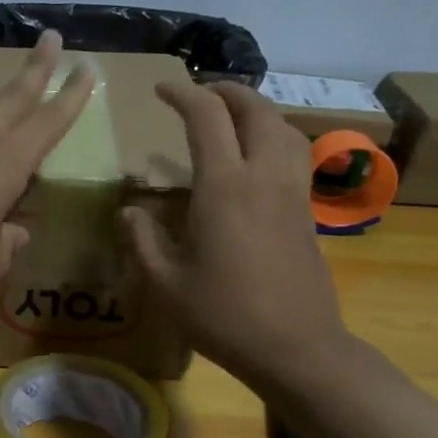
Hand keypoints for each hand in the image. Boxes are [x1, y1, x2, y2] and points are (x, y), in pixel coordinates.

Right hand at [121, 81, 348, 390]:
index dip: (183, 94)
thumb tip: (130, 211)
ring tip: (232, 118)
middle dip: (227, 91)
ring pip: (283, 127)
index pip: (207, 117)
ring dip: (256, 110)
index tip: (161, 91)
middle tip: (200, 94)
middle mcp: (263, 176)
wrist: (295, 347)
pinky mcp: (307, 212)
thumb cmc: (223, 316)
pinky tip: (256, 161)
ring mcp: (292, 192)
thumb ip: (143, 240)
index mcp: (224, 186)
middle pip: (255, 109)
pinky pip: (295, 155)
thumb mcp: (166, 284)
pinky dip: (274, 138)